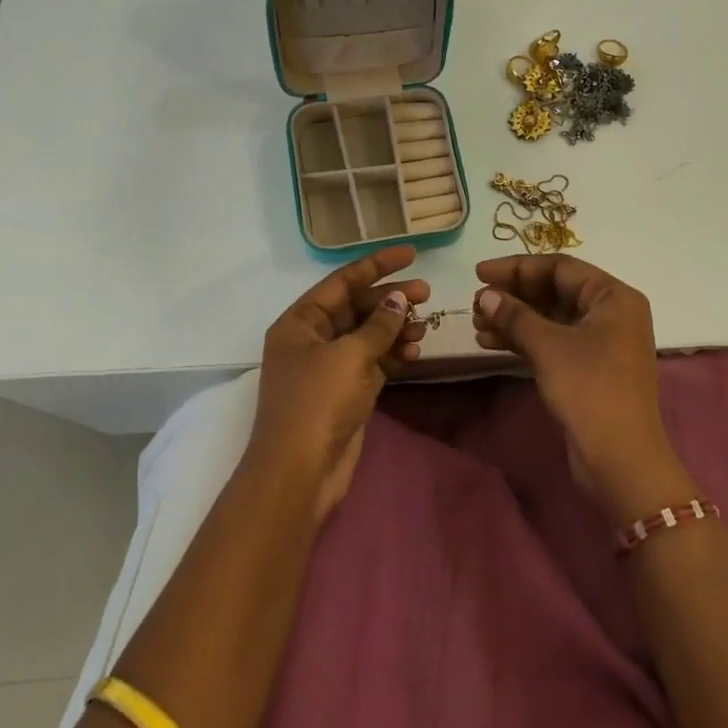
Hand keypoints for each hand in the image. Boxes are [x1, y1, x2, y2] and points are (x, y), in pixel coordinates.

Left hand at [249, 245, 428, 522]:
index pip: (342, 281)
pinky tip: (415, 352)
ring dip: (396, 328)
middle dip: (391, 299)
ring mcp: (329, 367)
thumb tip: (398, 299)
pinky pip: (374, 361)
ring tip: (424, 327)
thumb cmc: (317, 403)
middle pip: (357, 306)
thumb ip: (378, 325)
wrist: (300, 473)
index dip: (376, 265)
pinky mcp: (346, 391)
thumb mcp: (349, 356)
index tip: (411, 254)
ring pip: (368, 335)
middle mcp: (312, 339)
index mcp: (300, 321)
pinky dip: (393, 355)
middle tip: (427, 294)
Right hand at [473, 255, 692, 523]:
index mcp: (614, 297)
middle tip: (476, 303)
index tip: (479, 273)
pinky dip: (524, 340)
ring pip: (550, 318)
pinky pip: (553, 341)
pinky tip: (491, 343)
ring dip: (513, 319)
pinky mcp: (590, 368)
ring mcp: (602, 342)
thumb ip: (514, 315)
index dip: (516, 267)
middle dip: (513, 295)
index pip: (560, 267)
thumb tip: (486, 295)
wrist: (620, 460)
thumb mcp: (548, 346)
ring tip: (477, 324)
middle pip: (555, 291)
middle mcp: (612, 313)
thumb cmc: (589, 390)